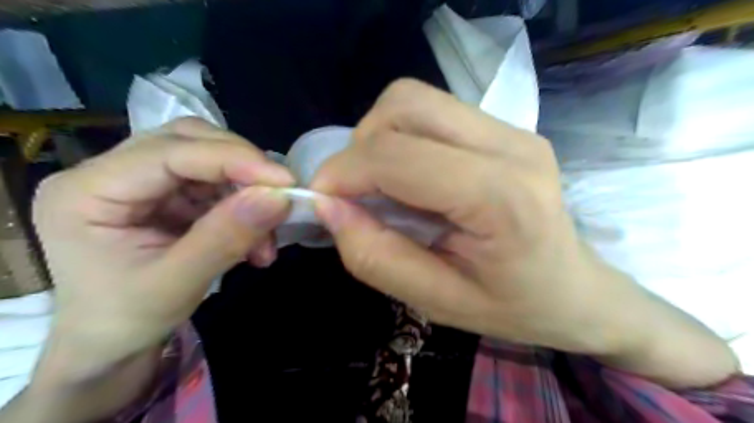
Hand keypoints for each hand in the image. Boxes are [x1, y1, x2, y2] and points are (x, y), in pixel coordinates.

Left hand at [32, 117, 291, 380]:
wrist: (111, 344)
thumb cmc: (128, 320)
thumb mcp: (177, 285)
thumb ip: (226, 237)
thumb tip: (278, 198)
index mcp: (87, 191)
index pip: (170, 152)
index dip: (233, 160)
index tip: (285, 181)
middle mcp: (108, 172)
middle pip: (188, 141)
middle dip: (242, 166)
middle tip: (279, 196)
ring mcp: (140, 180)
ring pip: (208, 158)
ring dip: (247, 191)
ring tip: (265, 235)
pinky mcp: (166, 193)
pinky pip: (215, 183)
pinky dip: (243, 205)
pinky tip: (255, 239)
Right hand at [310, 80, 736, 386]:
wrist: (574, 290)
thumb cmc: (512, 307)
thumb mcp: (436, 301)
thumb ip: (376, 257)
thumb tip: (328, 207)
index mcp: (502, 198)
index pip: (397, 156)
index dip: (343, 172)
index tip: (321, 201)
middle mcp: (511, 146)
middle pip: (405, 106)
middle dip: (360, 147)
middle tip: (357, 192)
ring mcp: (512, 130)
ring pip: (415, 99)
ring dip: (379, 138)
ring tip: (383, 184)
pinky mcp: (506, 128)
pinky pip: (432, 111)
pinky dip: (402, 137)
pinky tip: (411, 176)